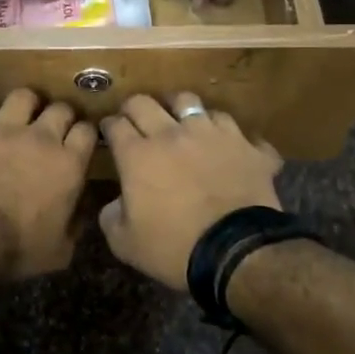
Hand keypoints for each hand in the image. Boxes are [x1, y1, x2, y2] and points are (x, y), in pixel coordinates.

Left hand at [0, 90, 97, 278]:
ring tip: (11, 113)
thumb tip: (80, 213)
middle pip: (57, 108)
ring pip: (16, 97)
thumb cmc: (18, 247)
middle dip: (58, 113)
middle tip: (53, 125)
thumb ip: (73, 226)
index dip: (85, 132)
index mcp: (66, 163)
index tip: (81, 139)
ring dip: (16, 104)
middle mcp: (35, 137)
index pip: (86, 132)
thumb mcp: (59, 251)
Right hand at [98, 93, 282, 289]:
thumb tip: (115, 204)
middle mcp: (172, 134)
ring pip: (190, 101)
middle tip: (136, 122)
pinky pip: (233, 126)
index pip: (114, 124)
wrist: (236, 252)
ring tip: (181, 122)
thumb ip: (111, 217)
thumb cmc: (174, 248)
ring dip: (180, 110)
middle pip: (144, 102)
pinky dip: (225, 133)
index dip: (109, 127)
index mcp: (138, 155)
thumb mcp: (125, 243)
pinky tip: (224, 145)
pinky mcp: (245, 145)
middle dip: (134, 109)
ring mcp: (212, 134)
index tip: (110, 133)